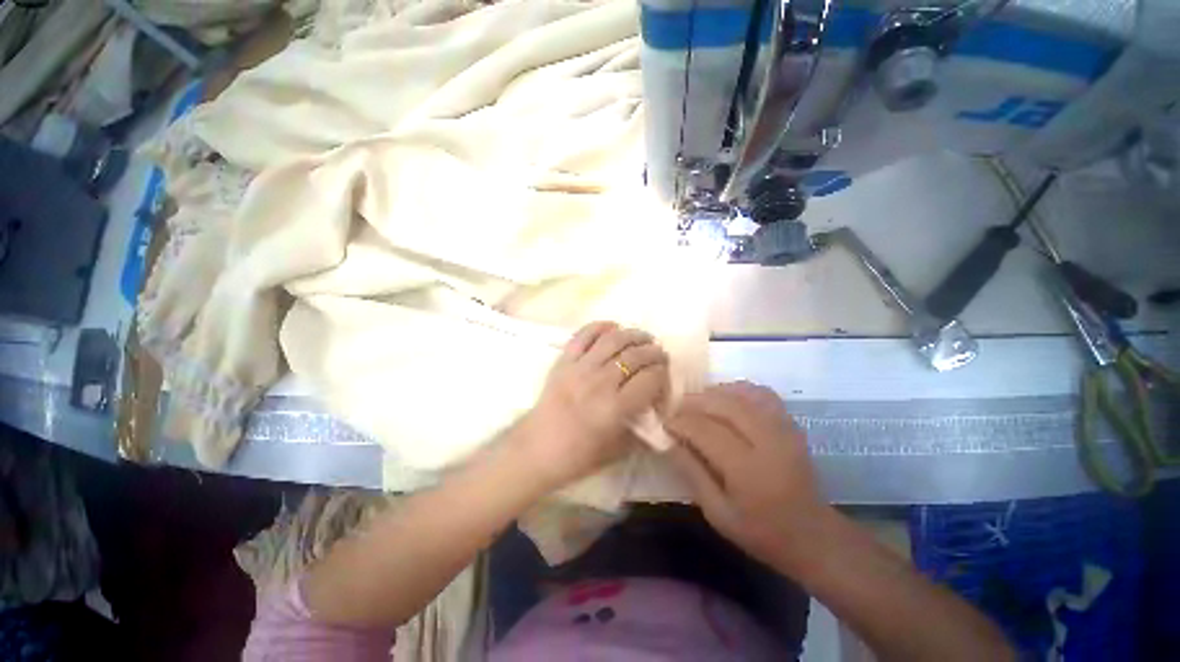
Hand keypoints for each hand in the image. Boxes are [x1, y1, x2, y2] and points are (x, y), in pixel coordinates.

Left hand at [516, 321, 669, 488]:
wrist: (535, 449)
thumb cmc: (577, 456)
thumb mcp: (617, 451)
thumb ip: (641, 431)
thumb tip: (656, 412)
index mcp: (616, 407)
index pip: (650, 379)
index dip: (663, 374)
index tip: (664, 376)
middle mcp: (600, 382)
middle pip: (636, 356)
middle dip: (654, 353)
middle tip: (660, 355)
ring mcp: (580, 368)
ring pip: (613, 340)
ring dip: (634, 335)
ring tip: (644, 337)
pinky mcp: (564, 361)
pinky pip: (583, 335)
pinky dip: (600, 326)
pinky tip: (613, 327)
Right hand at [667, 382, 829, 570]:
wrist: (812, 535)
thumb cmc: (760, 531)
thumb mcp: (717, 512)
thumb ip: (691, 472)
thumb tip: (668, 441)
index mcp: (747, 469)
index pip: (705, 430)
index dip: (680, 422)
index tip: (664, 422)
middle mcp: (767, 441)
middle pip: (724, 404)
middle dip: (693, 401)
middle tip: (676, 408)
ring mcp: (783, 429)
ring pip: (742, 393)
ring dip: (714, 393)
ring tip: (697, 403)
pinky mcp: (790, 424)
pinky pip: (761, 393)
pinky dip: (738, 390)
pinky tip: (725, 399)